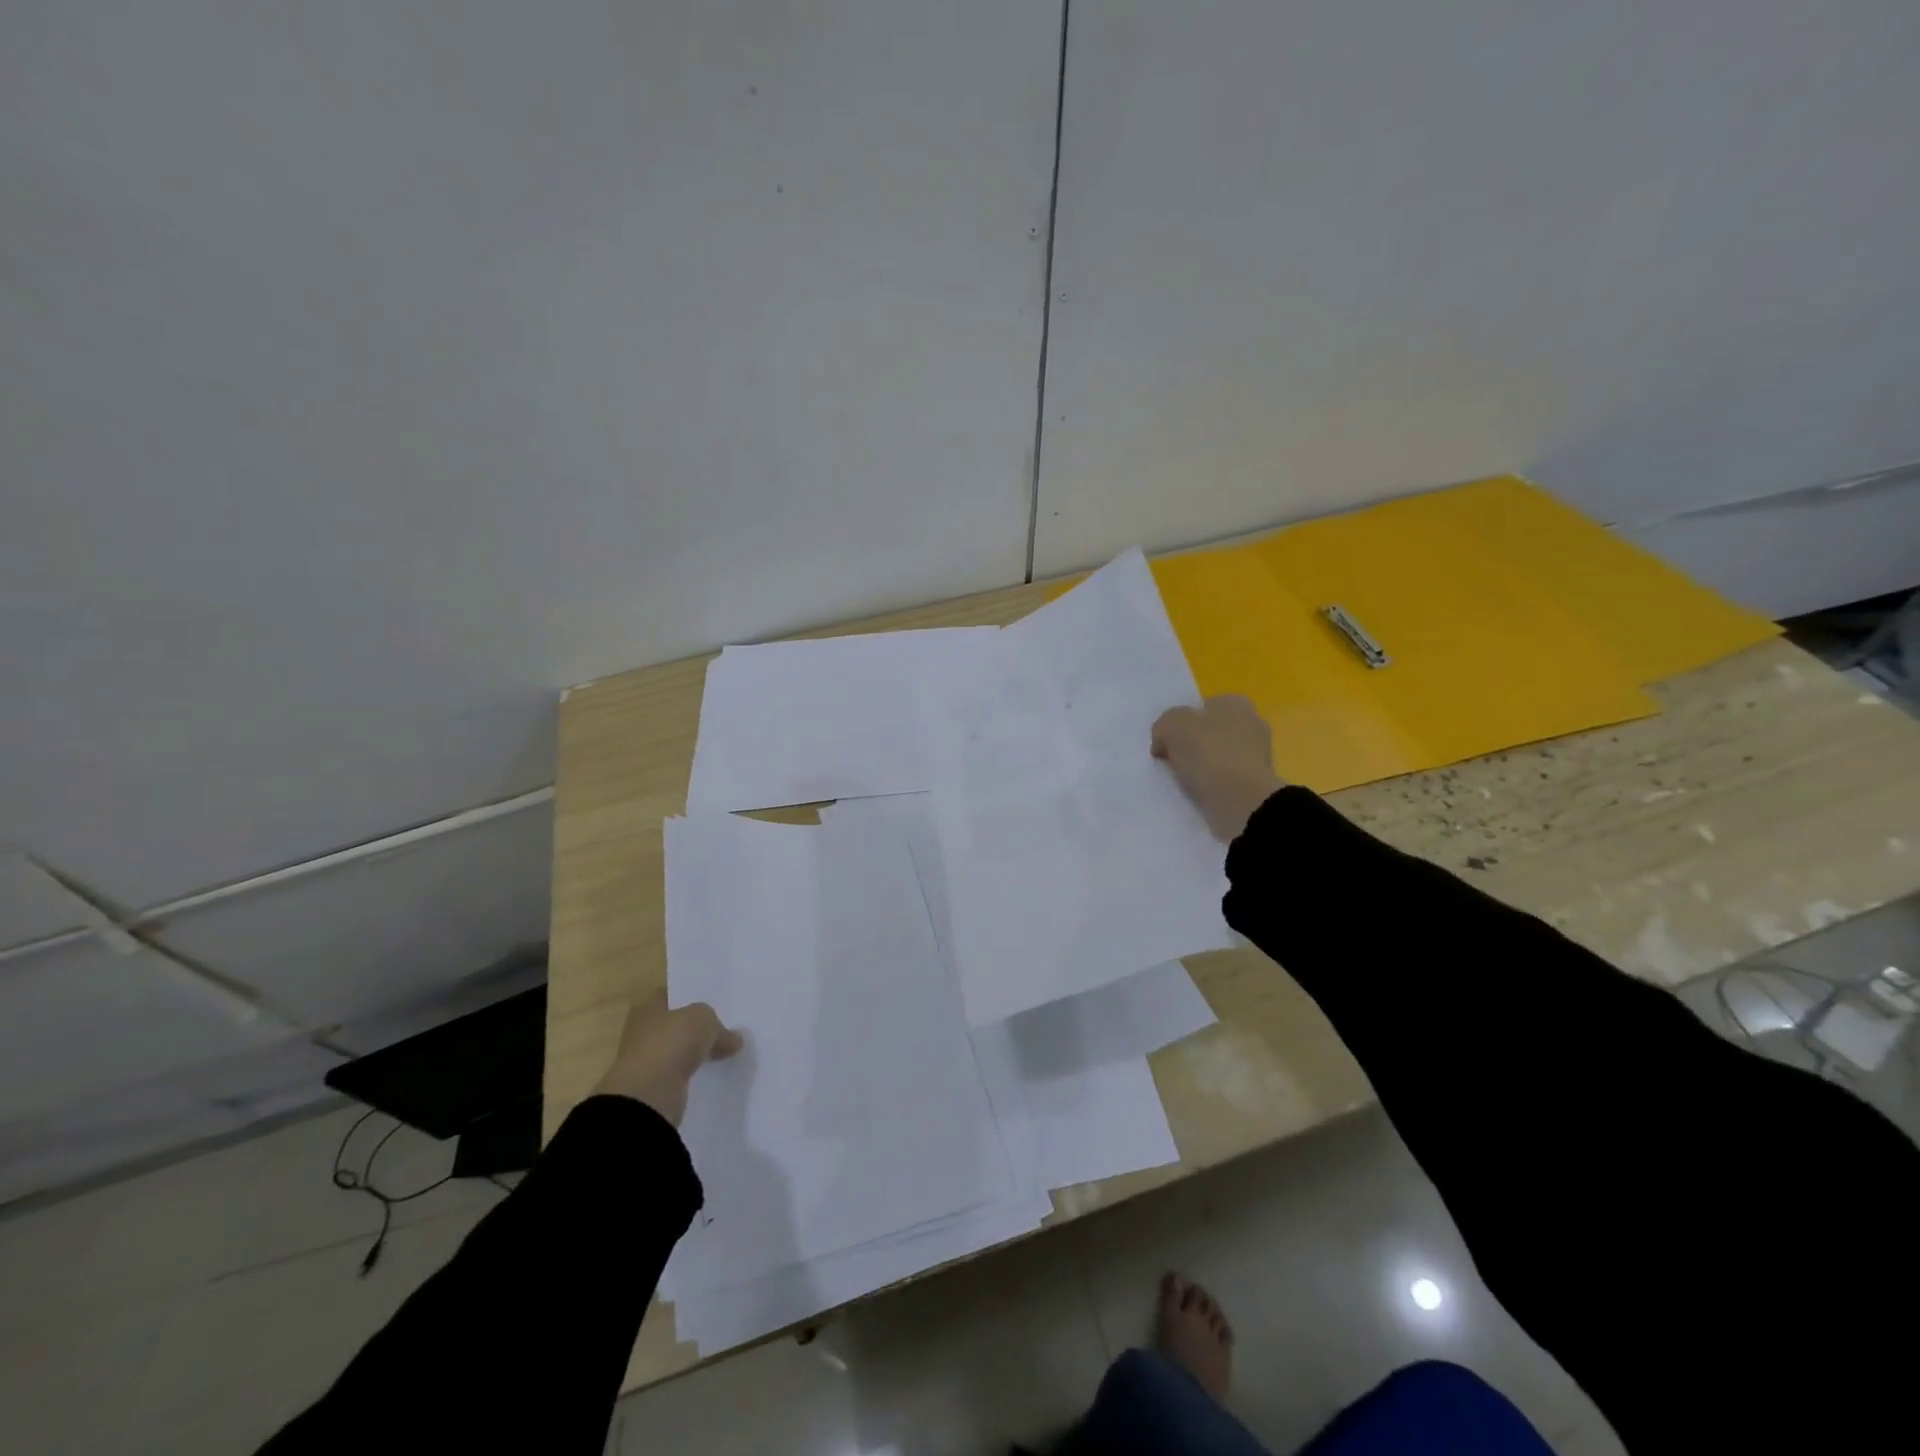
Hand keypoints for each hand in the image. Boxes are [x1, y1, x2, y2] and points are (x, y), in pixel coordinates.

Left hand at [593, 993, 743, 1125]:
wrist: (648, 1096)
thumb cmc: (671, 1043)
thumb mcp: (703, 1019)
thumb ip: (717, 1025)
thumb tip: (733, 1039)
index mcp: (647, 1008)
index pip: (671, 996)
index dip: (692, 997)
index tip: (715, 1003)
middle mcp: (642, 1032)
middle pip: (676, 1025)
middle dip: (696, 1028)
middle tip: (725, 1028)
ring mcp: (646, 1061)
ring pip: (678, 1051)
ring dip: (695, 1053)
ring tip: (724, 1051)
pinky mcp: (653, 1088)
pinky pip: (679, 1075)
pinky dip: (693, 1074)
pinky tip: (713, 1073)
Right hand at [1151, 695, 1285, 840]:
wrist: (1241, 801)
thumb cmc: (1209, 753)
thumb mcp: (1171, 726)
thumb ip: (1164, 725)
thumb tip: (1164, 742)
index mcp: (1237, 704)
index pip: (1204, 706)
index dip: (1183, 722)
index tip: (1167, 741)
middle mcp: (1252, 724)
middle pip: (1211, 732)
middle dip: (1193, 745)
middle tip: (1172, 761)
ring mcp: (1258, 757)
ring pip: (1218, 758)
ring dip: (1202, 768)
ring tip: (1182, 782)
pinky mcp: (1256, 785)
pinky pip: (1225, 781)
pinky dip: (1212, 787)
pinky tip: (1198, 795)